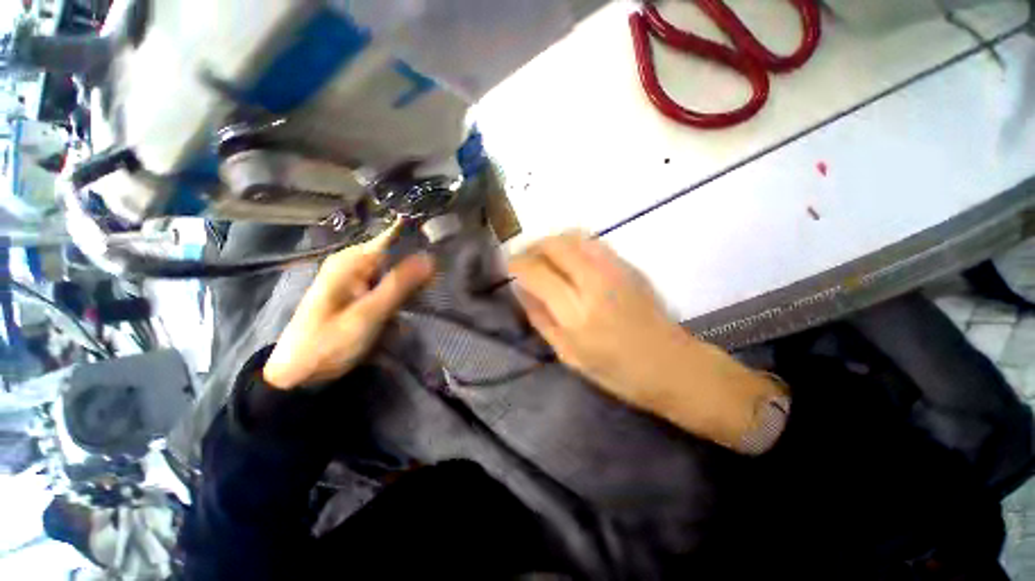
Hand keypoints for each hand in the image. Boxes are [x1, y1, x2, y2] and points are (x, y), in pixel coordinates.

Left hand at [263, 224, 433, 389]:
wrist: (299, 372)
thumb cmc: (328, 342)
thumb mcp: (367, 314)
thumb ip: (398, 285)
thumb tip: (429, 258)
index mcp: (351, 261)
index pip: (393, 240)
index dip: (419, 243)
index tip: (445, 252)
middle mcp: (354, 263)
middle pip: (395, 255)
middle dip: (418, 265)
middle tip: (443, 278)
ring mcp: (356, 279)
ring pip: (394, 271)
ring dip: (413, 279)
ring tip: (436, 288)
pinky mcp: (360, 293)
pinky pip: (388, 284)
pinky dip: (403, 290)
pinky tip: (418, 297)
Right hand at [508, 232, 782, 450]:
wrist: (672, 364)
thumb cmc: (617, 371)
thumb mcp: (568, 355)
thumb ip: (541, 319)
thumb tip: (521, 289)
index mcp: (577, 314)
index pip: (537, 272)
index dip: (517, 264)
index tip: (509, 266)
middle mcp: (595, 283)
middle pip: (554, 245)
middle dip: (532, 246)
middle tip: (524, 258)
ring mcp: (615, 269)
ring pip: (573, 236)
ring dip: (551, 242)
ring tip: (543, 256)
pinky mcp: (629, 265)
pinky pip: (591, 242)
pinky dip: (572, 243)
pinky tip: (569, 259)